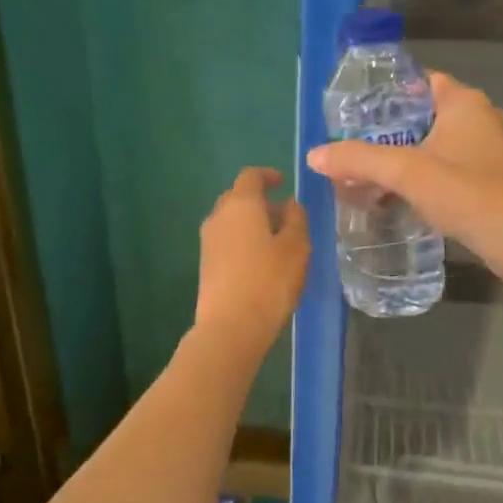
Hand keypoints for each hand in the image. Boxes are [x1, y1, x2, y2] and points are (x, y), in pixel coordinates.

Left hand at [195, 168, 309, 348]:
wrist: (230, 326)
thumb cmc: (269, 281)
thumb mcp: (296, 247)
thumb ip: (296, 219)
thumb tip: (290, 204)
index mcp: (240, 204)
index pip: (250, 176)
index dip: (267, 175)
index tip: (282, 183)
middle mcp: (218, 216)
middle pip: (237, 197)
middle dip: (261, 202)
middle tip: (285, 216)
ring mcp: (208, 241)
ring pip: (231, 220)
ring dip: (252, 223)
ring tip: (277, 242)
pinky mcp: (205, 264)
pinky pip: (226, 240)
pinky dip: (243, 241)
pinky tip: (261, 262)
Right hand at [306, 73, 502, 285]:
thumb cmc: (468, 193)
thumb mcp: (406, 173)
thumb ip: (359, 160)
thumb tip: (314, 155)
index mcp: (466, 103)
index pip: (422, 82)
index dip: (390, 93)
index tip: (357, 111)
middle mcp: (484, 118)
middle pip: (427, 115)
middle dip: (393, 131)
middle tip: (357, 147)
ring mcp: (494, 151)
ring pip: (440, 145)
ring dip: (410, 158)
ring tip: (374, 174)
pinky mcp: (497, 181)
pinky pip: (453, 169)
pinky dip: (429, 177)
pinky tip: (405, 197)